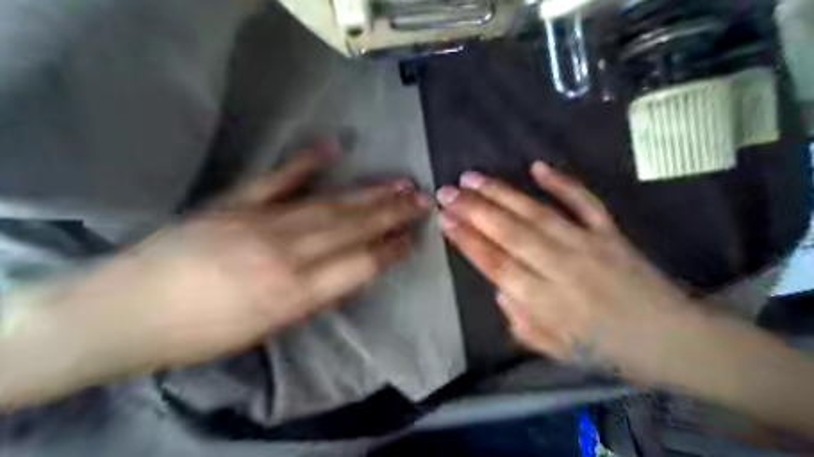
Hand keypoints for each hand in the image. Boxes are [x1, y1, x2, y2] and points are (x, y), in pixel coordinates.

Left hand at [0, 146, 431, 407]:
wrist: (124, 312)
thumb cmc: (200, 335)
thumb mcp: (267, 330)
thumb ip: (314, 298)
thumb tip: (351, 273)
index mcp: (292, 294)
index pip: (358, 265)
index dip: (390, 250)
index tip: (413, 238)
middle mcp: (284, 254)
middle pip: (350, 229)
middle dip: (391, 214)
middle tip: (422, 199)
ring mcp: (258, 222)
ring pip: (327, 204)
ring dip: (366, 193)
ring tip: (398, 182)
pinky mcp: (234, 203)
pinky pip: (277, 179)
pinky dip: (305, 162)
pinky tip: (331, 148)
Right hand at [436, 162, 695, 375]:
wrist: (674, 340)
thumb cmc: (609, 351)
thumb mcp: (556, 351)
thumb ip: (521, 323)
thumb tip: (499, 289)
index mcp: (547, 302)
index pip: (496, 264)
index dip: (467, 240)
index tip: (444, 219)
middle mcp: (563, 268)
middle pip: (509, 233)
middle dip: (473, 210)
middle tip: (446, 191)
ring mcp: (589, 245)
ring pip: (536, 214)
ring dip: (501, 193)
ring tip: (472, 177)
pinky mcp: (611, 233)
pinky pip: (584, 202)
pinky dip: (562, 183)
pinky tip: (537, 167)